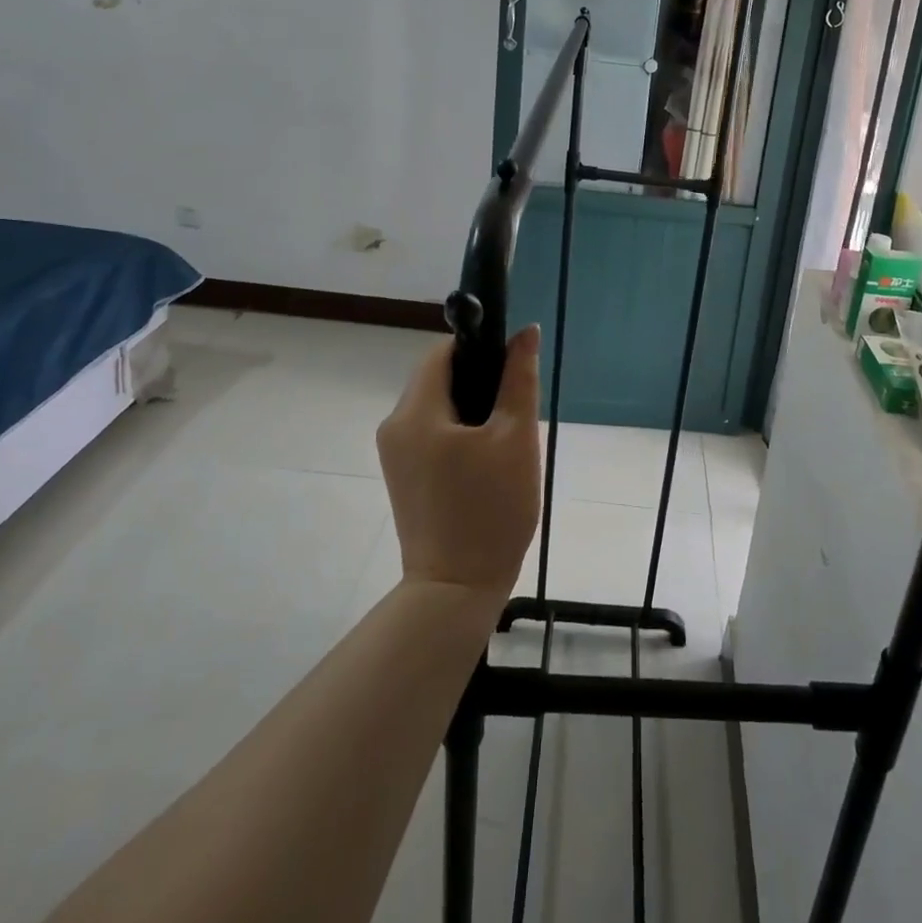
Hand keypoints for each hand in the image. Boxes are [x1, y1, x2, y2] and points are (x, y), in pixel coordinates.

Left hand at [376, 327, 541, 602]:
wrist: (457, 591)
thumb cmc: (491, 510)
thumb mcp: (516, 438)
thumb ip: (519, 379)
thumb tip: (526, 332)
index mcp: (416, 412)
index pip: (443, 352)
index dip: (479, 347)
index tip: (511, 366)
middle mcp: (395, 426)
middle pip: (438, 378)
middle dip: (479, 381)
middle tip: (514, 409)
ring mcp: (395, 453)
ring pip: (437, 406)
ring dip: (471, 408)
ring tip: (505, 438)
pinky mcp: (403, 475)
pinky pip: (431, 433)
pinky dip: (459, 432)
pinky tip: (486, 459)